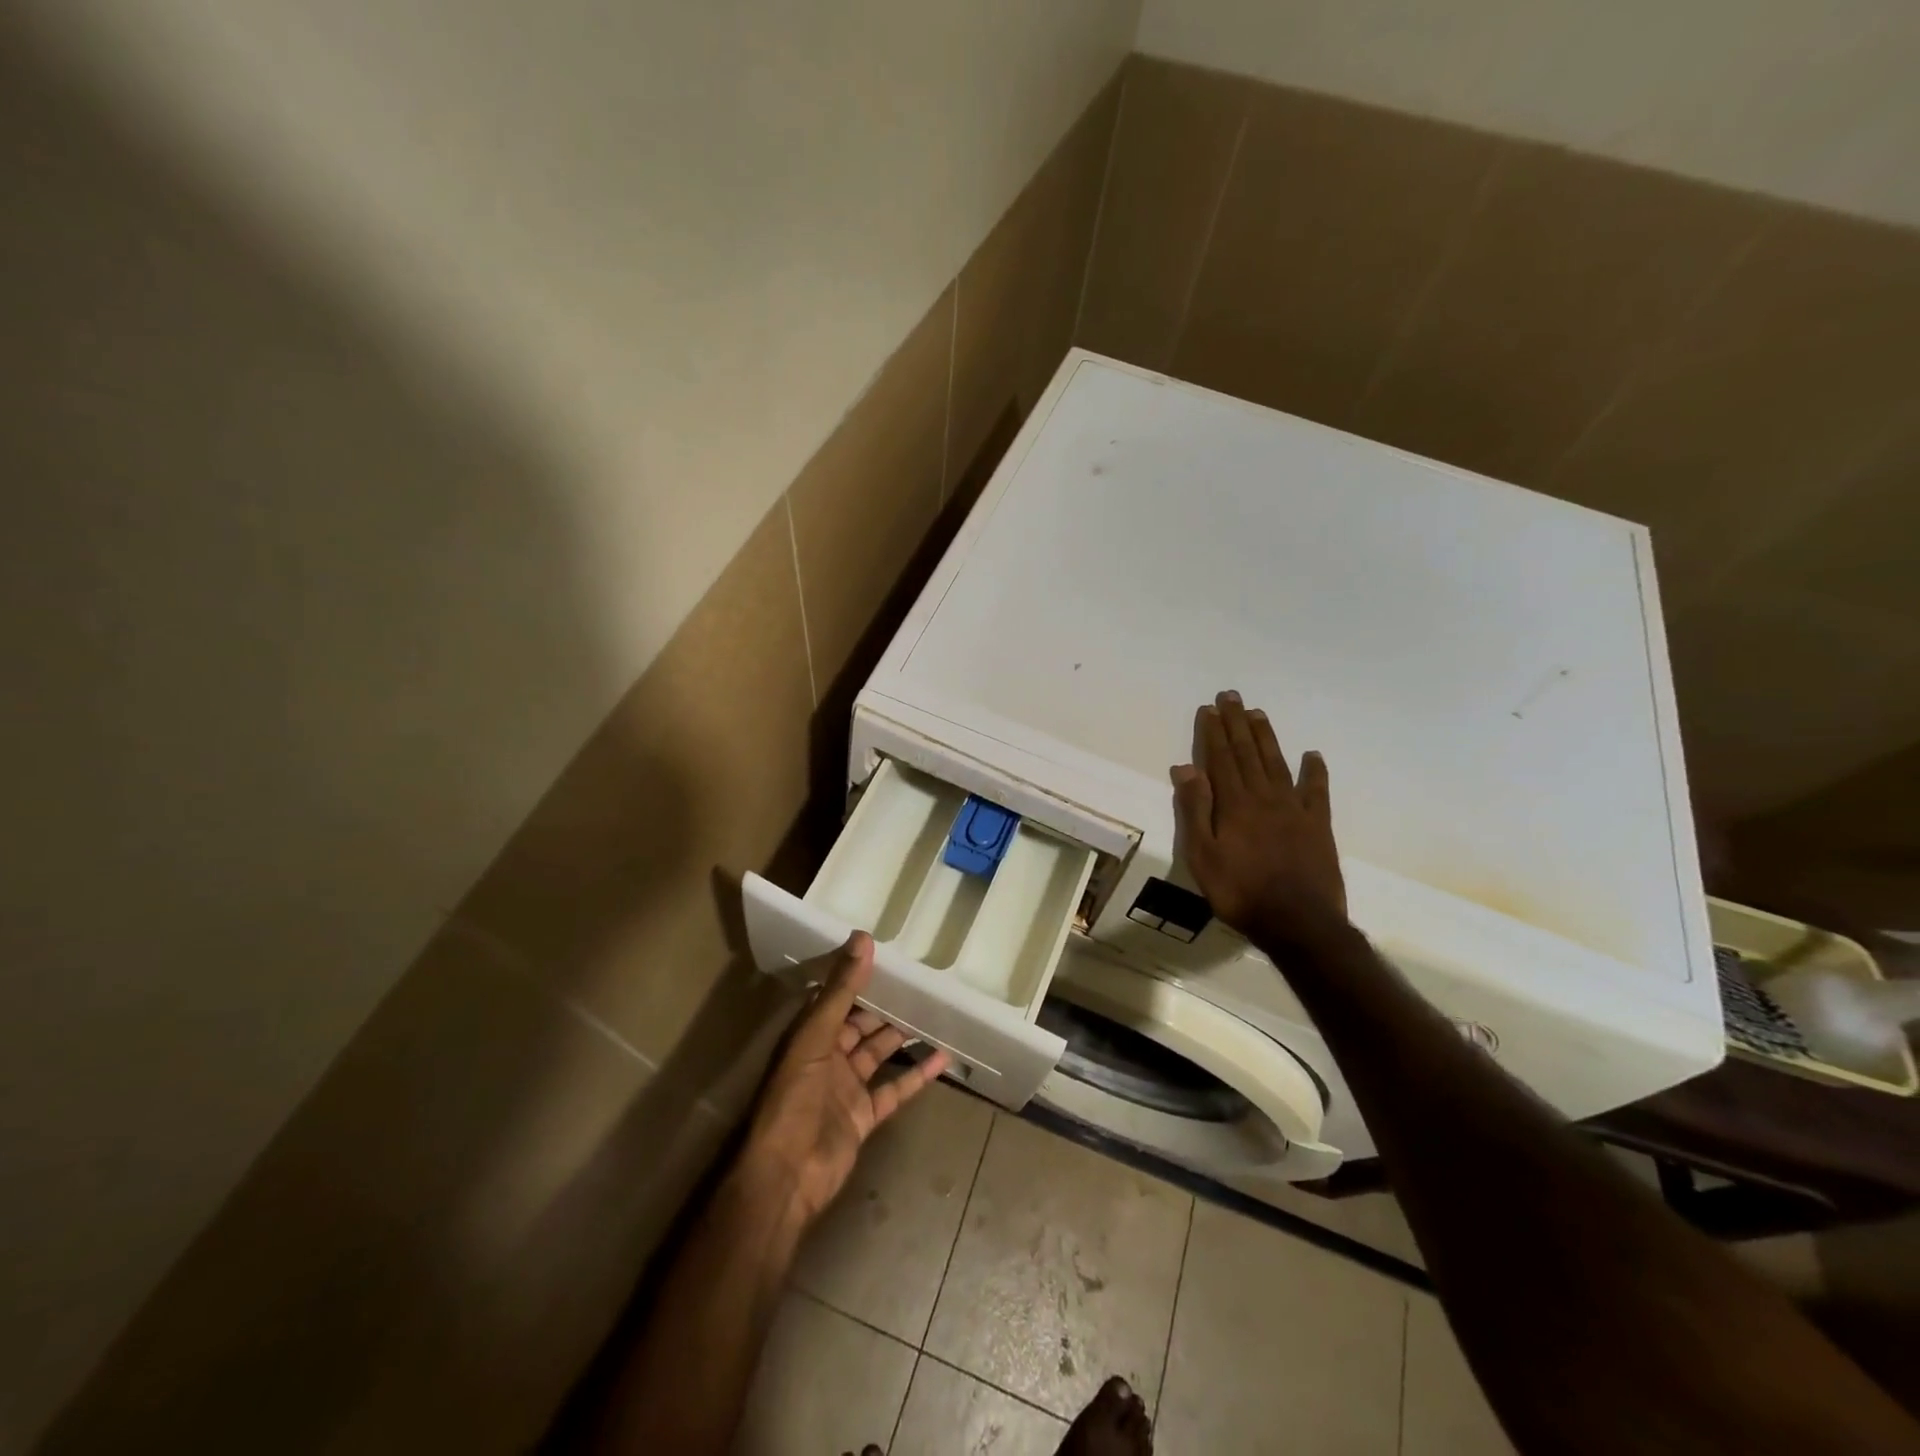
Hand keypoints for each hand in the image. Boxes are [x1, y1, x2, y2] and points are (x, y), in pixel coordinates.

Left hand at [740, 933, 950, 1224]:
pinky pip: (895, 1089)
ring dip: (904, 1035)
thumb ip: (841, 991)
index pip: (838, 996)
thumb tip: (863, 939)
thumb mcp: (814, 1037)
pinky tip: (942, 1057)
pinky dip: (917, 1075)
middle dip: (887, 1004)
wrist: (786, 1176)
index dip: (860, 975)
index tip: (889, 953)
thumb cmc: (793, 1098)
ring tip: (936, 1010)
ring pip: (880, 1053)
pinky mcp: (864, 1116)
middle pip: (862, 1023)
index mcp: (810, 1035)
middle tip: (921, 980)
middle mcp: (828, 1056)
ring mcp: (847, 1087)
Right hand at [1170, 691, 1346, 946]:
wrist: (1299, 923)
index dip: (1214, 732)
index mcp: (1234, 804)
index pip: (1220, 759)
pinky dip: (1314, 771)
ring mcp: (1295, 809)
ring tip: (1258, 713)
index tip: (1209, 708)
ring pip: (1277, 763)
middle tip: (1232, 696)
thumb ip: (1195, 810)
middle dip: (1237, 723)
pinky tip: (1312, 755)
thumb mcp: (1202, 855)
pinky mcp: (1318, 825)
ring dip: (1266, 737)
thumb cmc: (1240, 892)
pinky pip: (1317, 790)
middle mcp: (1264, 797)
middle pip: (1248, 753)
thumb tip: (1186, 767)